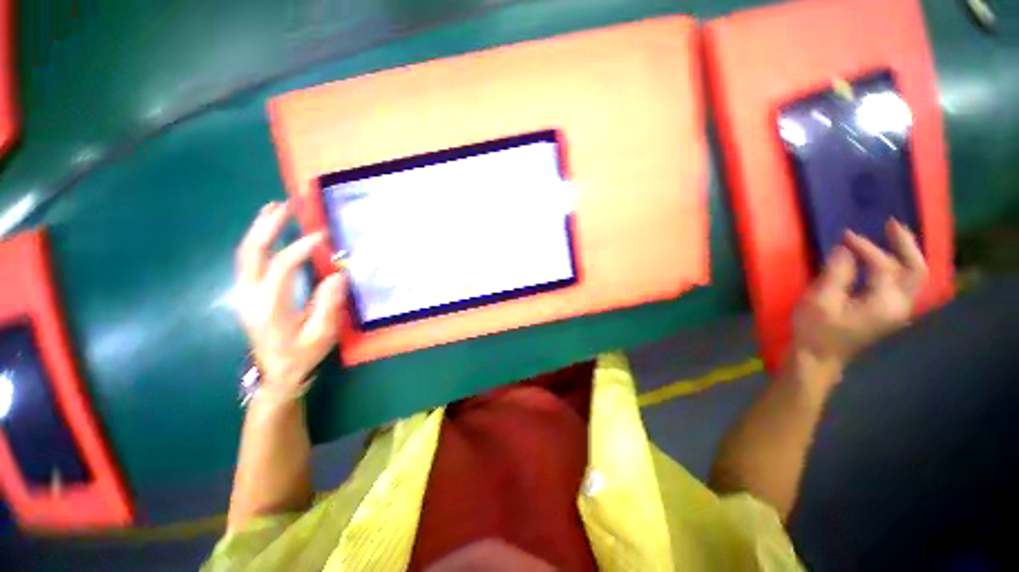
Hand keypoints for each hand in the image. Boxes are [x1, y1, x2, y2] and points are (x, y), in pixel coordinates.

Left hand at [234, 202, 346, 391]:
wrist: (275, 373)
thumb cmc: (301, 355)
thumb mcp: (321, 334)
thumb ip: (328, 304)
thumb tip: (338, 274)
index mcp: (270, 308)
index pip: (281, 268)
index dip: (300, 248)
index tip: (322, 236)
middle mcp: (250, 296)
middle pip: (252, 253)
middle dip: (268, 226)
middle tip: (286, 205)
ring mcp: (243, 294)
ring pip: (245, 254)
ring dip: (259, 229)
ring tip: (275, 208)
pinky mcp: (246, 293)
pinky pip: (249, 261)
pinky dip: (258, 242)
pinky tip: (268, 230)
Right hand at [792, 220, 927, 374]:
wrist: (817, 359)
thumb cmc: (816, 330)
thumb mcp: (820, 300)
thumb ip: (837, 273)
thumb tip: (845, 249)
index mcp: (885, 302)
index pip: (885, 266)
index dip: (866, 248)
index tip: (844, 236)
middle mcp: (899, 306)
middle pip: (916, 271)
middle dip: (906, 245)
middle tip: (891, 225)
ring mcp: (895, 311)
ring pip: (913, 278)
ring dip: (906, 255)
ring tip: (892, 237)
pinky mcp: (886, 313)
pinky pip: (902, 285)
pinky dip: (898, 268)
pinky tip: (886, 261)